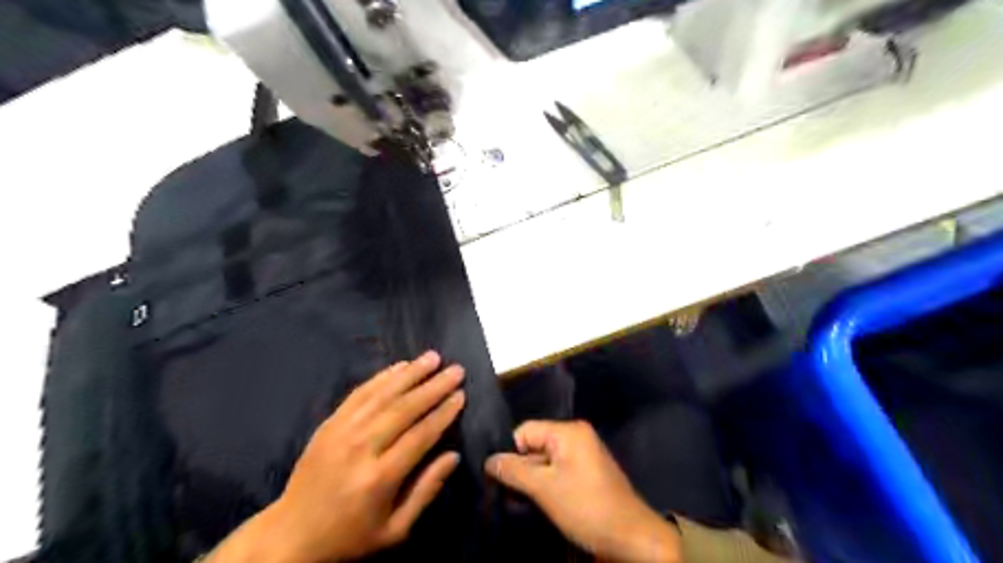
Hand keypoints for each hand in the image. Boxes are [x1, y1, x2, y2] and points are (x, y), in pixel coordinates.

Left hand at [209, 352, 466, 562]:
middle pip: (403, 409)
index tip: (461, 395)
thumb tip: (454, 456)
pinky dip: (382, 377)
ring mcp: (341, 432)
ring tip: (433, 357)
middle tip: (456, 370)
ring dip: (411, 373)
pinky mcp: (329, 423)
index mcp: (379, 478)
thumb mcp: (394, 529)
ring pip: (382, 395)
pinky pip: (359, 393)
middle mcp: (360, 448)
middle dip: (433, 387)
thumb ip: (426, 491)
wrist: (290, 535)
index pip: (420, 435)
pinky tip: (400, 366)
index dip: (443, 413)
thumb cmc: (349, 535)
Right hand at [486, 419, 680, 560]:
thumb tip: (489, 460)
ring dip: (533, 479)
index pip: (526, 431)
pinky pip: (558, 470)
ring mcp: (583, 454)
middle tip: (507, 493)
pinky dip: (547, 484)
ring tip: (523, 500)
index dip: (511, 452)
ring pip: (545, 460)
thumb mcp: (544, 489)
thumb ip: (514, 471)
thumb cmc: (586, 506)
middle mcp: (577, 436)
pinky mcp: (587, 472)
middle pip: (535, 445)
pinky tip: (541, 502)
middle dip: (522, 468)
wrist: (631, 536)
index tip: (501, 477)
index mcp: (568, 431)